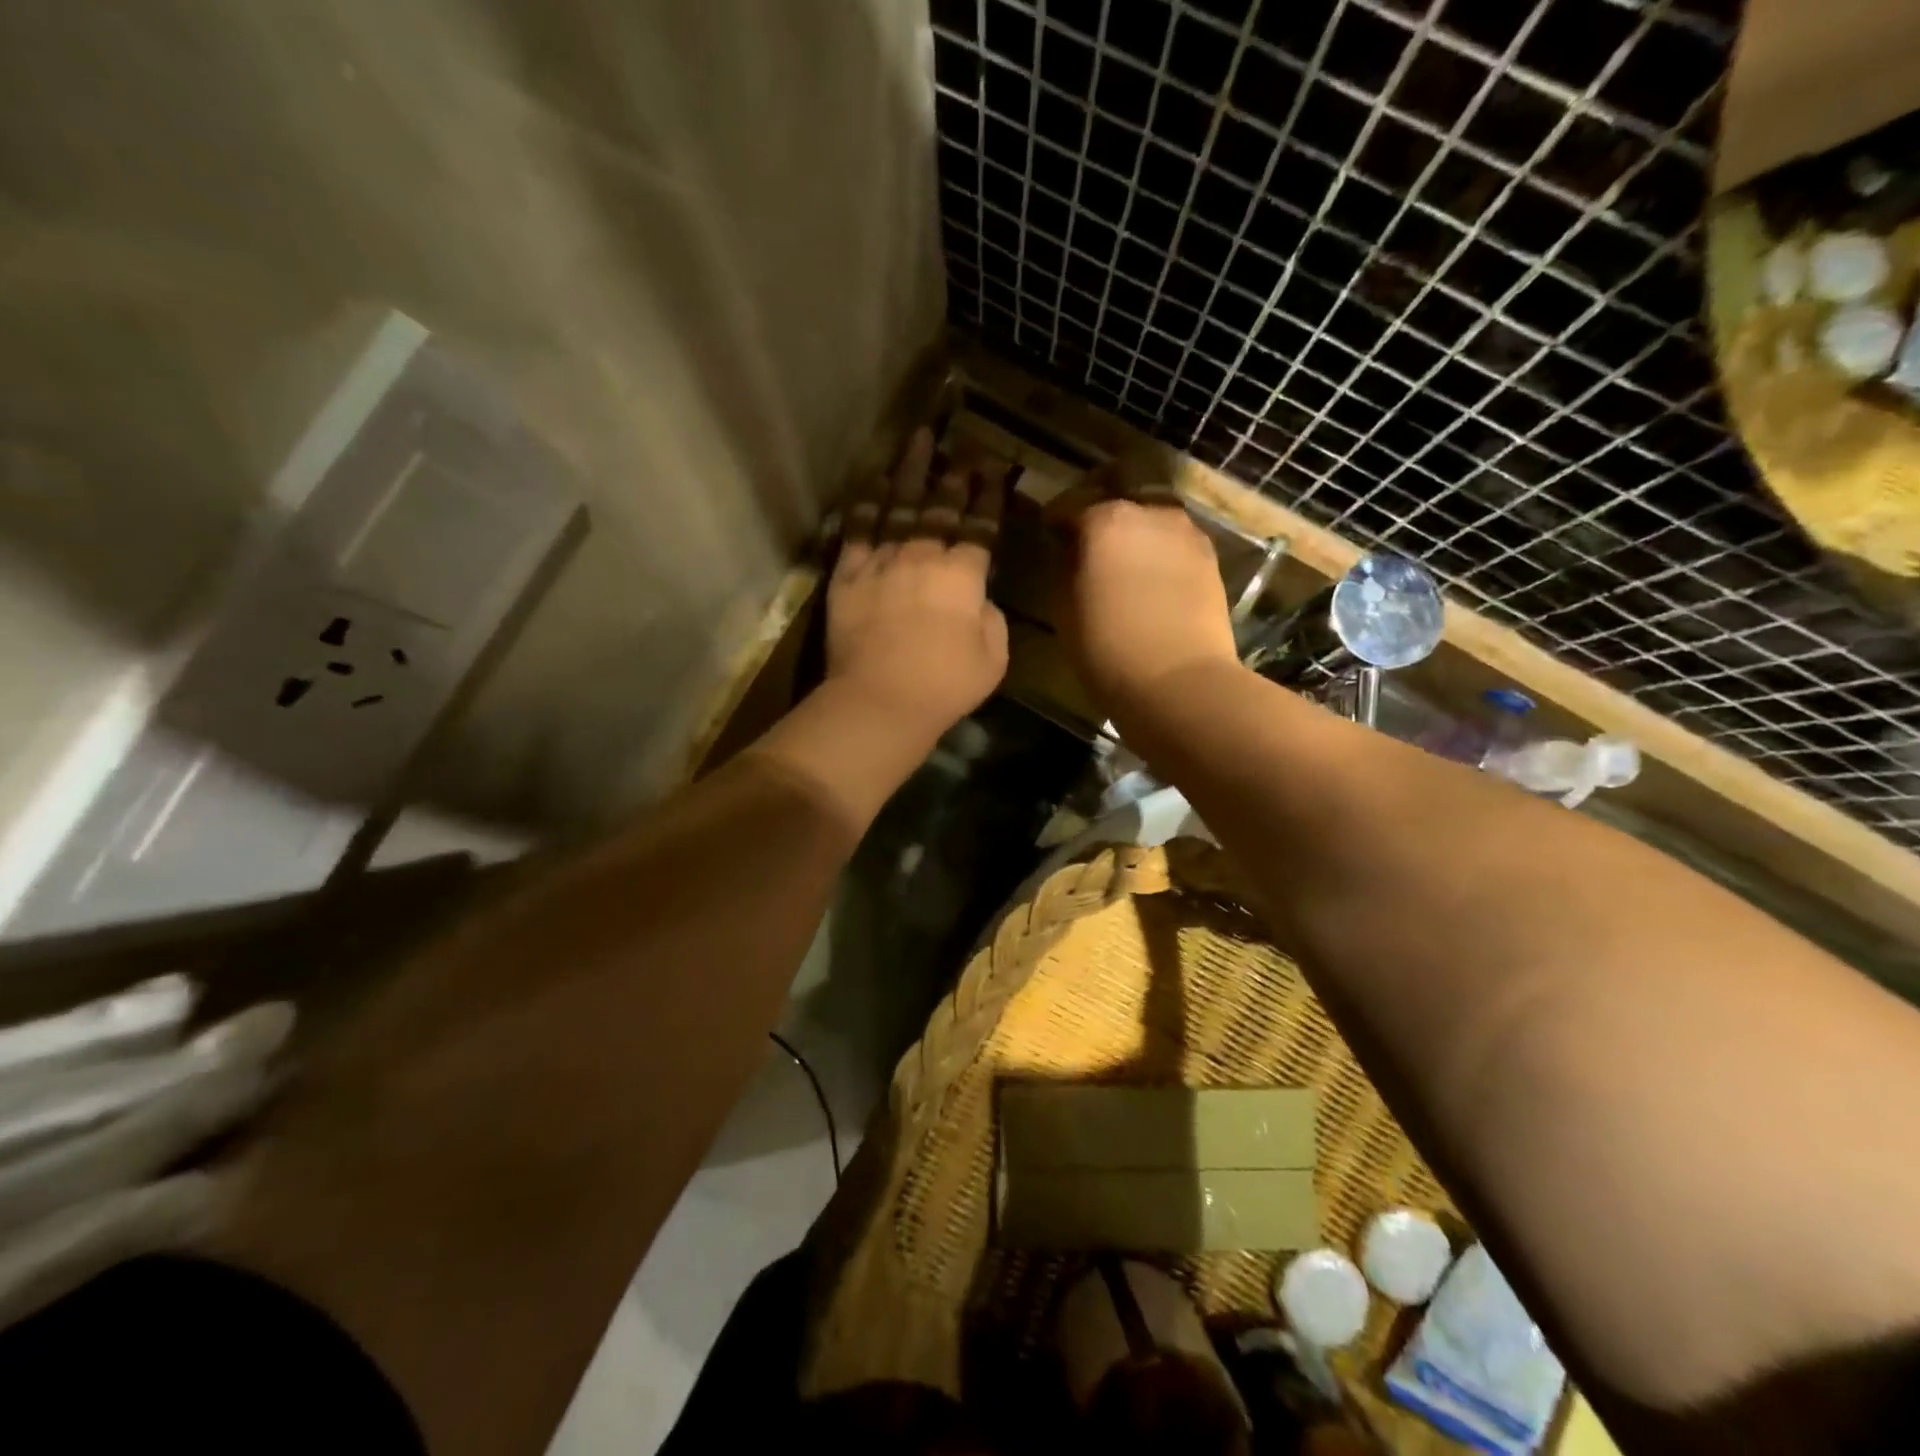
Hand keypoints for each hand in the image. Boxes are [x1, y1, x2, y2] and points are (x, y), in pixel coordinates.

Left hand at [825, 428, 1008, 747]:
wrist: (880, 699)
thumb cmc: (945, 684)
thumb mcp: (993, 657)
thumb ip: (991, 619)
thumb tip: (978, 599)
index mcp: (963, 576)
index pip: (980, 526)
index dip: (989, 495)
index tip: (995, 467)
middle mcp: (923, 556)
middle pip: (941, 506)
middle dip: (955, 473)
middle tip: (964, 444)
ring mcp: (882, 561)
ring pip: (898, 505)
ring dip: (911, 471)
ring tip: (918, 439)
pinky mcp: (847, 575)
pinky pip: (858, 528)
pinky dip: (868, 502)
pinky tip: (876, 481)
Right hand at [1052, 459, 1238, 725]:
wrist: (1179, 682)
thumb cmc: (1107, 648)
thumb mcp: (1064, 608)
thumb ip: (1064, 566)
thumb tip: (1069, 548)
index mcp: (1105, 519)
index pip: (1070, 504)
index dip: (1055, 519)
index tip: (1048, 533)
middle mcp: (1149, 512)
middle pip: (1118, 500)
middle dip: (1100, 514)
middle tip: (1087, 540)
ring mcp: (1186, 533)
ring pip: (1152, 517)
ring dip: (1135, 531)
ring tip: (1123, 560)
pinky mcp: (1211, 558)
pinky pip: (1175, 542)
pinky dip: (1159, 550)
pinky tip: (1150, 577)